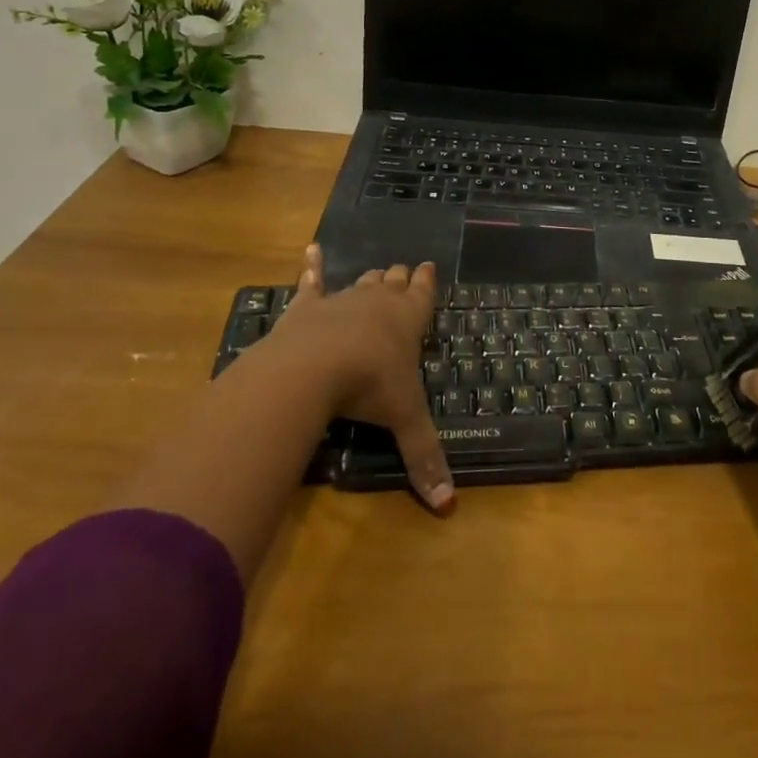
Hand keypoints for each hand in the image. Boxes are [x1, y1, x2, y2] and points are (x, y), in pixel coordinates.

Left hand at [264, 245, 454, 513]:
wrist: (313, 367)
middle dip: (399, 278)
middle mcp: (378, 303)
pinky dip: (311, 266)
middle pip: (392, 283)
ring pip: (360, 283)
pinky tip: (309, 250)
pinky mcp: (307, 307)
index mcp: (408, 320)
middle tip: (403, 272)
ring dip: (369, 279)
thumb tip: (449, 507)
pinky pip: (310, 282)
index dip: (426, 282)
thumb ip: (425, 458)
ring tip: (376, 273)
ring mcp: (342, 300)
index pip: (423, 294)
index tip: (428, 266)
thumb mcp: (404, 420)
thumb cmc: (370, 385)